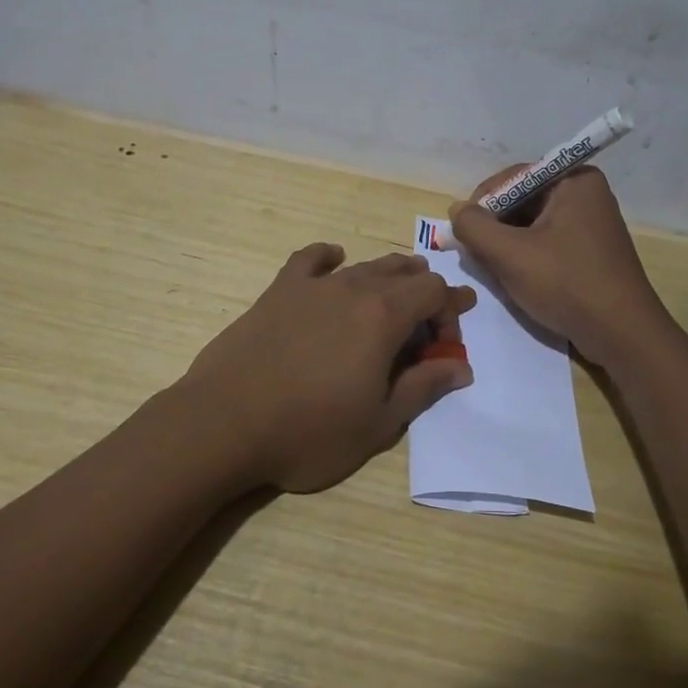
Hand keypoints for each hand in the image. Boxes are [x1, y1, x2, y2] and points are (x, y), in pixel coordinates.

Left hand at [180, 244, 475, 493]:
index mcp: (384, 315)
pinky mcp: (279, 291)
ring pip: (363, 266)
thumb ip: (424, 387)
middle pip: (402, 272)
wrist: (226, 423)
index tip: (455, 330)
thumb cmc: (310, 431)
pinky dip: (329, 257)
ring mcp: (313, 286)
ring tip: (395, 290)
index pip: (433, 291)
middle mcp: (353, 288)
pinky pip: (310, 259)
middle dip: (424, 291)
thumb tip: (461, 366)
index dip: (451, 308)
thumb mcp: (379, 422)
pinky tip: (334, 260)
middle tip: (428, 321)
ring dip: (388, 275)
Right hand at [449, 166, 670, 364]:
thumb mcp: (510, 254)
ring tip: (493, 268)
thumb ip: (475, 227)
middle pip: (523, 200)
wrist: (622, 334)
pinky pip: (549, 241)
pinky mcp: (592, 250)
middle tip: (474, 253)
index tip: (463, 232)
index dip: (483, 203)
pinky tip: (516, 278)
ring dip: (508, 244)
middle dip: (495, 226)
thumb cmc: (566, 284)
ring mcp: (592, 223)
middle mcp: (586, 193)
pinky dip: (527, 255)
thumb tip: (456, 210)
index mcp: (574, 180)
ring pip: (533, 224)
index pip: (513, 178)